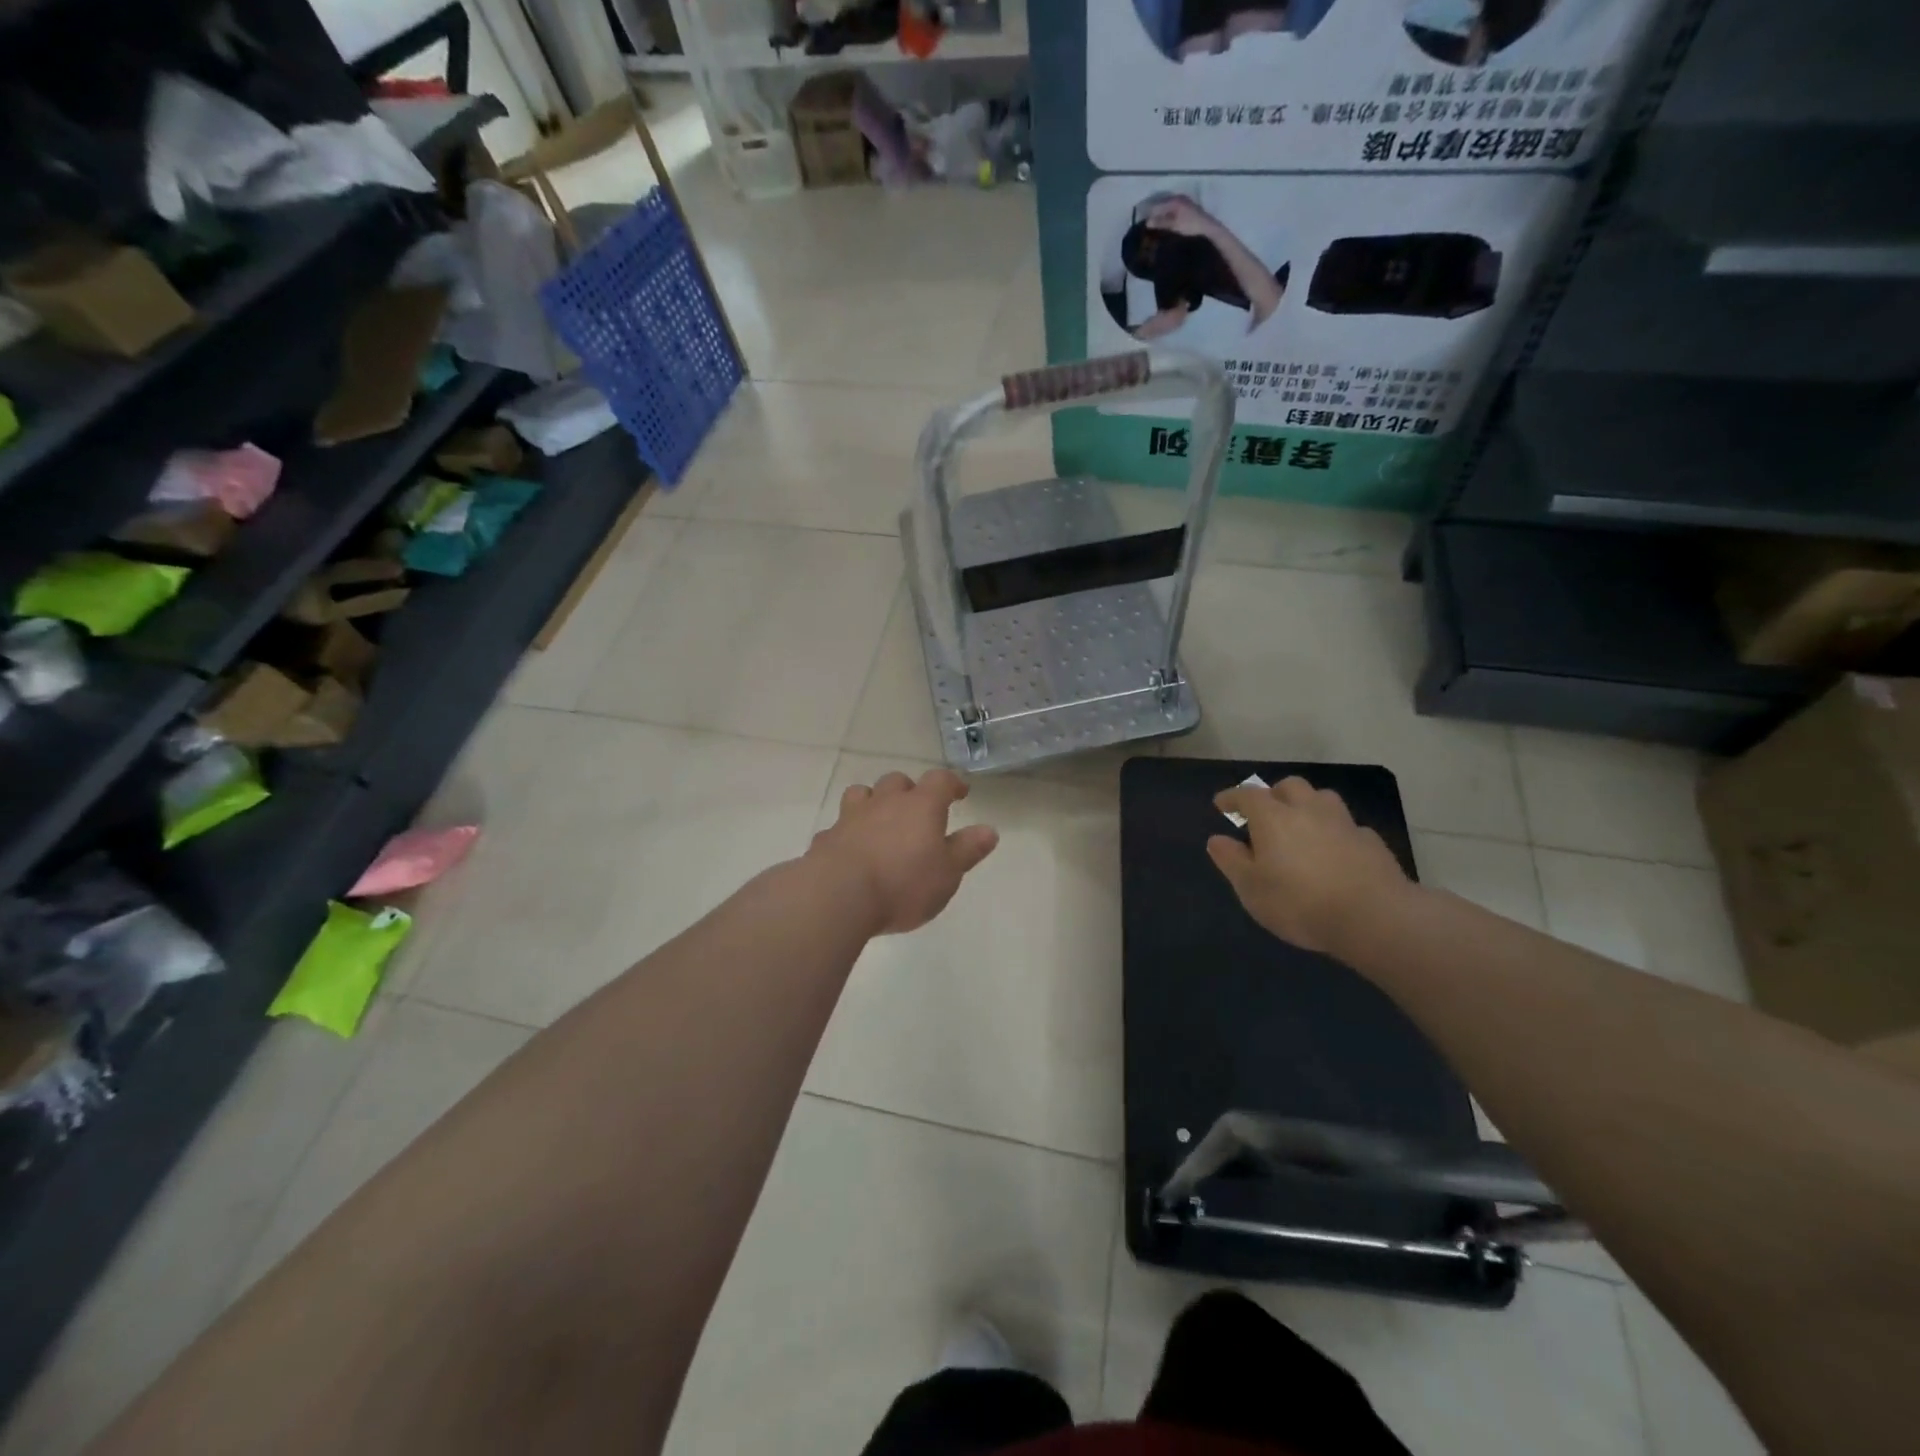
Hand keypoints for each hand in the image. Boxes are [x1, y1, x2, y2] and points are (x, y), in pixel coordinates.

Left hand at [809, 770, 999, 934]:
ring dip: (874, 802)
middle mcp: (885, 803)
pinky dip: (849, 833)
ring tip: (880, 821)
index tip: (959, 792)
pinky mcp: (827, 838)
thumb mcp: (947, 873)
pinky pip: (840, 826)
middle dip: (909, 791)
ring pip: (863, 794)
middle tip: (917, 810)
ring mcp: (851, 817)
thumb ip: (967, 850)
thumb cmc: (903, 884)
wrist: (838, 896)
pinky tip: (852, 851)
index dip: (951, 783)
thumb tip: (989, 830)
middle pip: (897, 782)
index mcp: (920, 806)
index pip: (939, 780)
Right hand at [1146, 195, 1212, 236]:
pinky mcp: (1187, 210)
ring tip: (1153, 227)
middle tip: (1146, 225)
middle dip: (1154, 214)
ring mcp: (1184, 204)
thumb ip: (1160, 223)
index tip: (1141, 222)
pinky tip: (1164, 226)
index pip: (1157, 205)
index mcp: (1174, 200)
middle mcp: (1179, 199)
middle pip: (1162, 205)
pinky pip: (1172, 212)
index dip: (1148, 213)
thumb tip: (1147, 222)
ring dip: (1160, 217)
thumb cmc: (1190, 226)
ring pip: (1167, 209)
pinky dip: (1167, 218)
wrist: (1208, 230)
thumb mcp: (1174, 225)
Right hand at [1207, 777, 1410, 953]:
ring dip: (1308, 806)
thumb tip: (1217, 839)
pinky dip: (1336, 832)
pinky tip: (1336, 852)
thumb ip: (1231, 860)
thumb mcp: (1251, 888)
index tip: (1222, 803)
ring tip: (1302, 826)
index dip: (1233, 797)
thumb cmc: (1299, 902)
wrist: (1374, 918)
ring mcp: (1344, 824)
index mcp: (1273, 818)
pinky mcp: (1371, 842)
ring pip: (1323, 799)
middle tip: (1266, 814)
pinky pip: (1348, 827)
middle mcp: (1308, 810)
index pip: (1248, 795)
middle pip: (1290, 786)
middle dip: (1274, 794)